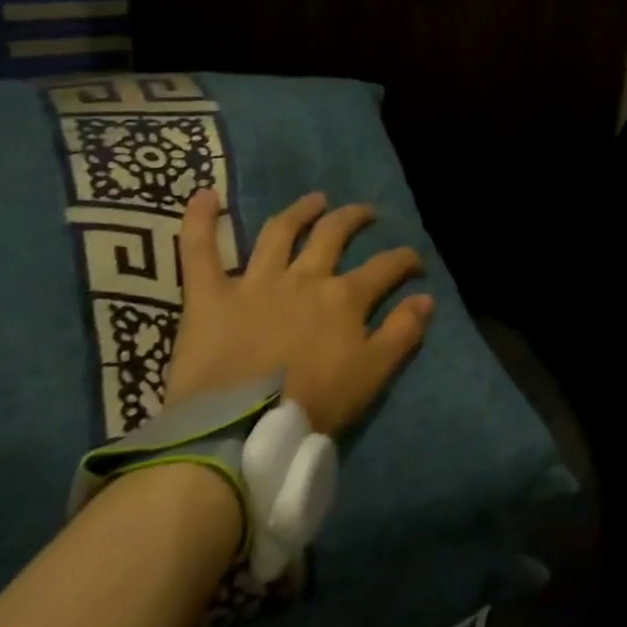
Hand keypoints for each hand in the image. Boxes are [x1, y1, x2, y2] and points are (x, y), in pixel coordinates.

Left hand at [164, 189, 433, 434]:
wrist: (237, 431)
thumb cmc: (311, 404)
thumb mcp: (372, 374)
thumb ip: (402, 333)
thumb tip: (426, 298)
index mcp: (344, 297)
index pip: (386, 266)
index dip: (405, 260)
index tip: (415, 264)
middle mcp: (304, 278)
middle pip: (334, 234)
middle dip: (354, 219)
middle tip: (365, 214)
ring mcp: (256, 282)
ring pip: (280, 232)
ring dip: (300, 211)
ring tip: (314, 200)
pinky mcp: (210, 296)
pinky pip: (199, 251)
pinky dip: (200, 221)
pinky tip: (205, 195)